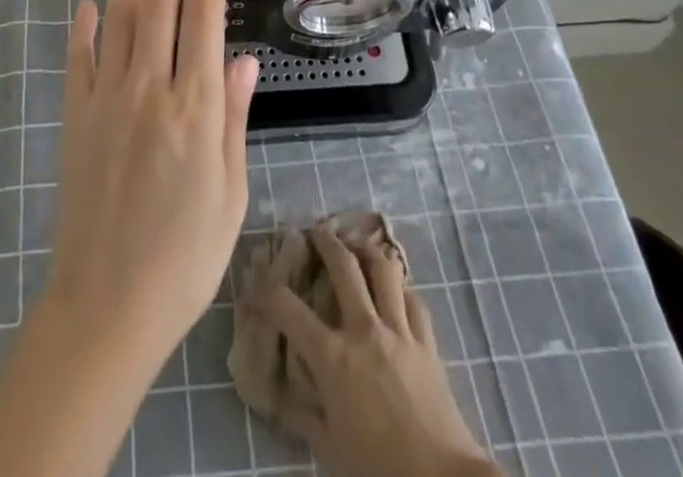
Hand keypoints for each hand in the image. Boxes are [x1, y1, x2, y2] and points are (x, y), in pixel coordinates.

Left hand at [43, 0, 260, 368]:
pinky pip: (79, 58)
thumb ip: (235, 117)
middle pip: (159, 1)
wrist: (107, 305)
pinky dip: (83, 25)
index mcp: (196, 107)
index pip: (204, 16)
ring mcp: (107, 98)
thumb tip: (244, 58)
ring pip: (118, 16)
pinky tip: (88, 1)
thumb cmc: (185, 257)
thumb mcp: (230, 192)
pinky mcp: (76, 115)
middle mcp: (150, 88)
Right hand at [257, 226, 499, 476]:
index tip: (255, 278)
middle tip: (315, 230)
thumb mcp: (330, 449)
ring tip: (357, 243)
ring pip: (383, 269)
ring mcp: (399, 330)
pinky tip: (395, 286)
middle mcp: (363, 329)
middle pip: (343, 265)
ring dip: (367, 249)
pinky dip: (401, 286)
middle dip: (325, 241)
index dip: (265, 288)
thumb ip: (303, 416)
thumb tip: (279, 397)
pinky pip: (413, 299)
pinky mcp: (427, 341)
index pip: (287, 307)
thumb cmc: (379, 468)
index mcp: (332, 356)